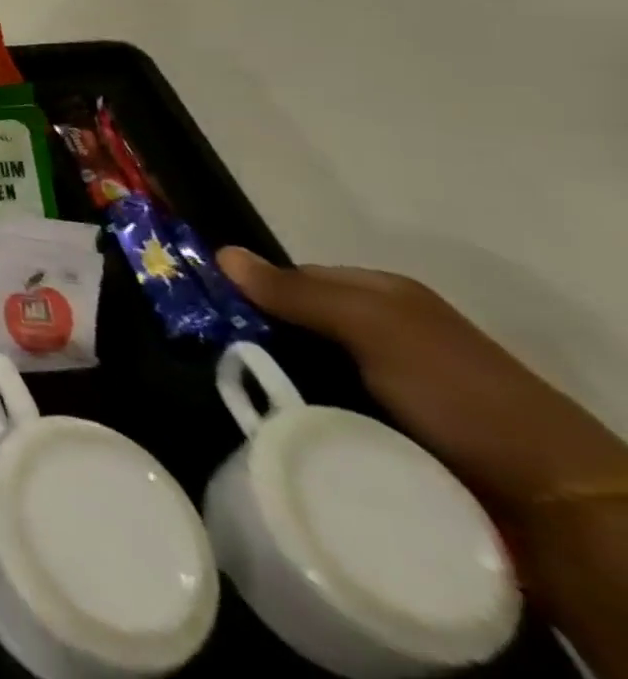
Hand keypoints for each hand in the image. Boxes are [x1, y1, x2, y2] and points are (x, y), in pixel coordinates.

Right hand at [216, 249, 626, 513]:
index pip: (292, 279)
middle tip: (203, 352)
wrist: (556, 506)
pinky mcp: (384, 436)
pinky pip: (321, 415)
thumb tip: (220, 253)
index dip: (250, 289)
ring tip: (223, 390)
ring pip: (302, 373)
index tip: (204, 309)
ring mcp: (383, 390)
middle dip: (253, 339)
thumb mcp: (375, 328)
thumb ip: (298, 293)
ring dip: (271, 383)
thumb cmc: (460, 392)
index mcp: (381, 297)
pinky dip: (295, 418)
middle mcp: (380, 336)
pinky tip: (266, 425)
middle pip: (294, 327)